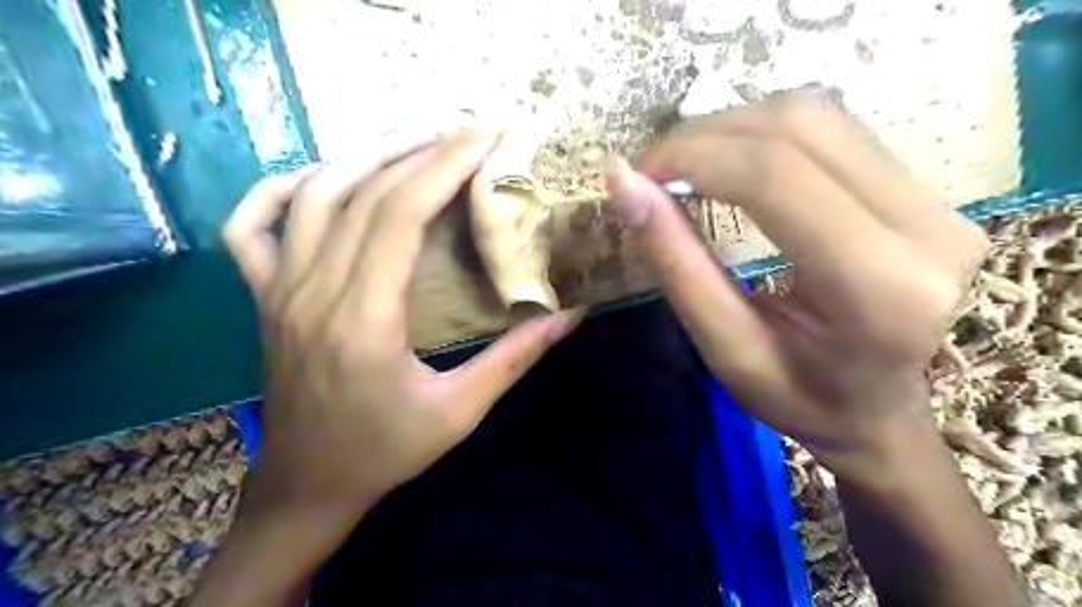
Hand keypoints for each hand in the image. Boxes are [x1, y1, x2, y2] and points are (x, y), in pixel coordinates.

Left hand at [218, 131, 583, 523]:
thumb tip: (570, 315)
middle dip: (420, 151)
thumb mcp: (460, 411)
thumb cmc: (385, 451)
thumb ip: (515, 358)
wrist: (308, 485)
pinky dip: (281, 188)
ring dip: (364, 155)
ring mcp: (278, 290)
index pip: (399, 215)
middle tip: (466, 133)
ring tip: (415, 139)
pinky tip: (321, 176)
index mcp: (364, 319)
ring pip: (312, 196)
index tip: (485, 141)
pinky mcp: (264, 297)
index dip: (443, 168)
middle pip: (362, 193)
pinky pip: (251, 226)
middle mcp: (314, 291)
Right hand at [606, 90, 991, 478]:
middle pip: (800, 128)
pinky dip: (764, 136)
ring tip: (684, 167)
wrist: (880, 414)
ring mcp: (941, 203)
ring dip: (733, 129)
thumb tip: (622, 183)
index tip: (635, 175)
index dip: (692, 157)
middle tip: (652, 171)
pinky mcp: (929, 192)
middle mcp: (927, 229)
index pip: (775, 178)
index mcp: (879, 289)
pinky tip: (730, 165)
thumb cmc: (800, 399)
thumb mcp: (725, 347)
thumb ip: (675, 263)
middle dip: (706, 136)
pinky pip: (835, 131)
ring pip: (818, 116)